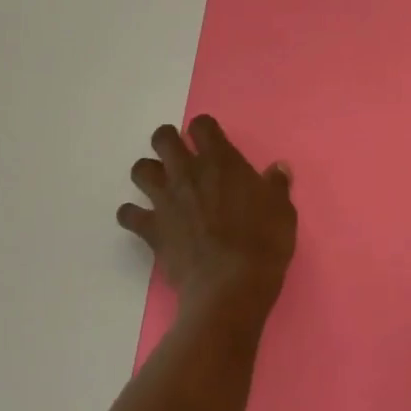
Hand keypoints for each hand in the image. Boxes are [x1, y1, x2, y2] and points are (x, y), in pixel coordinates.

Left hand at [117, 115, 296, 337]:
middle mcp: (188, 172)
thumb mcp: (282, 211)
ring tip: (161, 185)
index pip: (202, 125)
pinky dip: (133, 215)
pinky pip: (128, 214)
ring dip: (148, 173)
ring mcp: (165, 200)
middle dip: (168, 141)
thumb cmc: (264, 242)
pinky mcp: (151, 228)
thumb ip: (276, 185)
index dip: (204, 129)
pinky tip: (144, 221)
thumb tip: (278, 168)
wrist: (231, 285)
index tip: (210, 141)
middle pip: (163, 139)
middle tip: (179, 156)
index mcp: (222, 161)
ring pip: (140, 170)